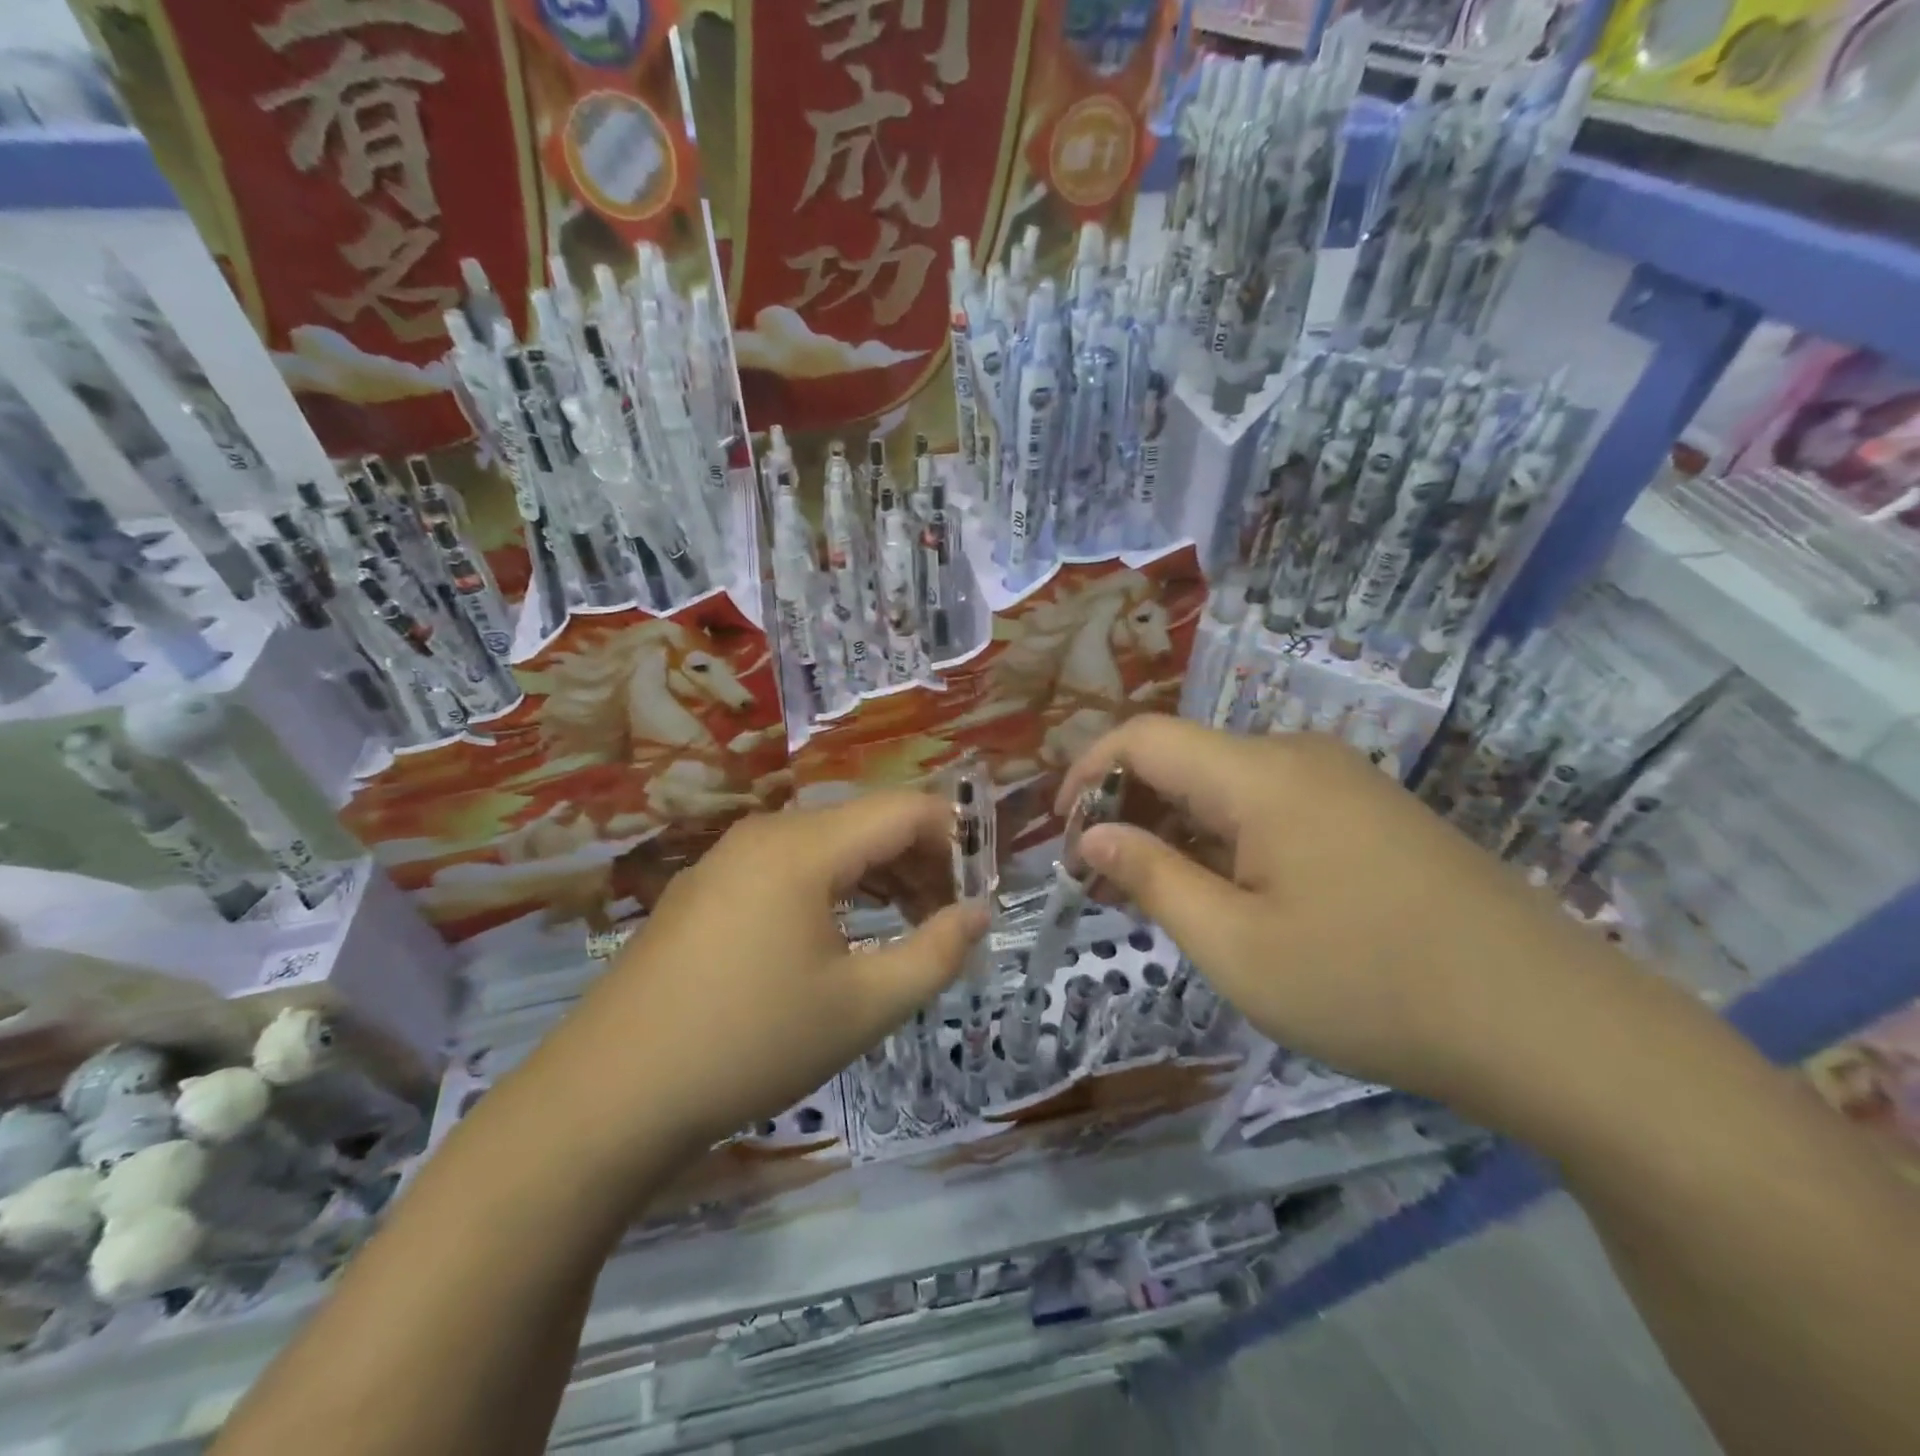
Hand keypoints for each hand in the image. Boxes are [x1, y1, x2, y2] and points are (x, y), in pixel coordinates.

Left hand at [531, 792, 986, 1178]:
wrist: (609, 1096)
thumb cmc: (751, 1044)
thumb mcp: (863, 1006)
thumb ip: (935, 953)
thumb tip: (979, 912)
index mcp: (805, 846)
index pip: (905, 810)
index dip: (956, 838)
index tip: (983, 887)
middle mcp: (765, 833)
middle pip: (866, 822)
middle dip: (920, 860)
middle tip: (951, 917)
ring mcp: (727, 858)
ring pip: (826, 844)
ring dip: (878, 875)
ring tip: (909, 926)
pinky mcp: (705, 890)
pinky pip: (788, 867)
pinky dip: (833, 888)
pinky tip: (842, 935)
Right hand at [1055, 716, 1593, 1103]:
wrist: (1551, 1023)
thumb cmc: (1370, 985)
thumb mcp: (1235, 946)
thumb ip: (1152, 879)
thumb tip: (1090, 836)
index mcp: (1258, 774)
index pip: (1142, 737)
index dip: (1086, 772)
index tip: (1060, 832)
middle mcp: (1297, 757)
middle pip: (1183, 758)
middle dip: (1128, 809)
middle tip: (1103, 882)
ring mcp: (1342, 782)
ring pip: (1227, 785)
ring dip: (1176, 828)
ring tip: (1157, 897)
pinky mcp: (1370, 813)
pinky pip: (1272, 807)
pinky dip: (1226, 839)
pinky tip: (1229, 895)